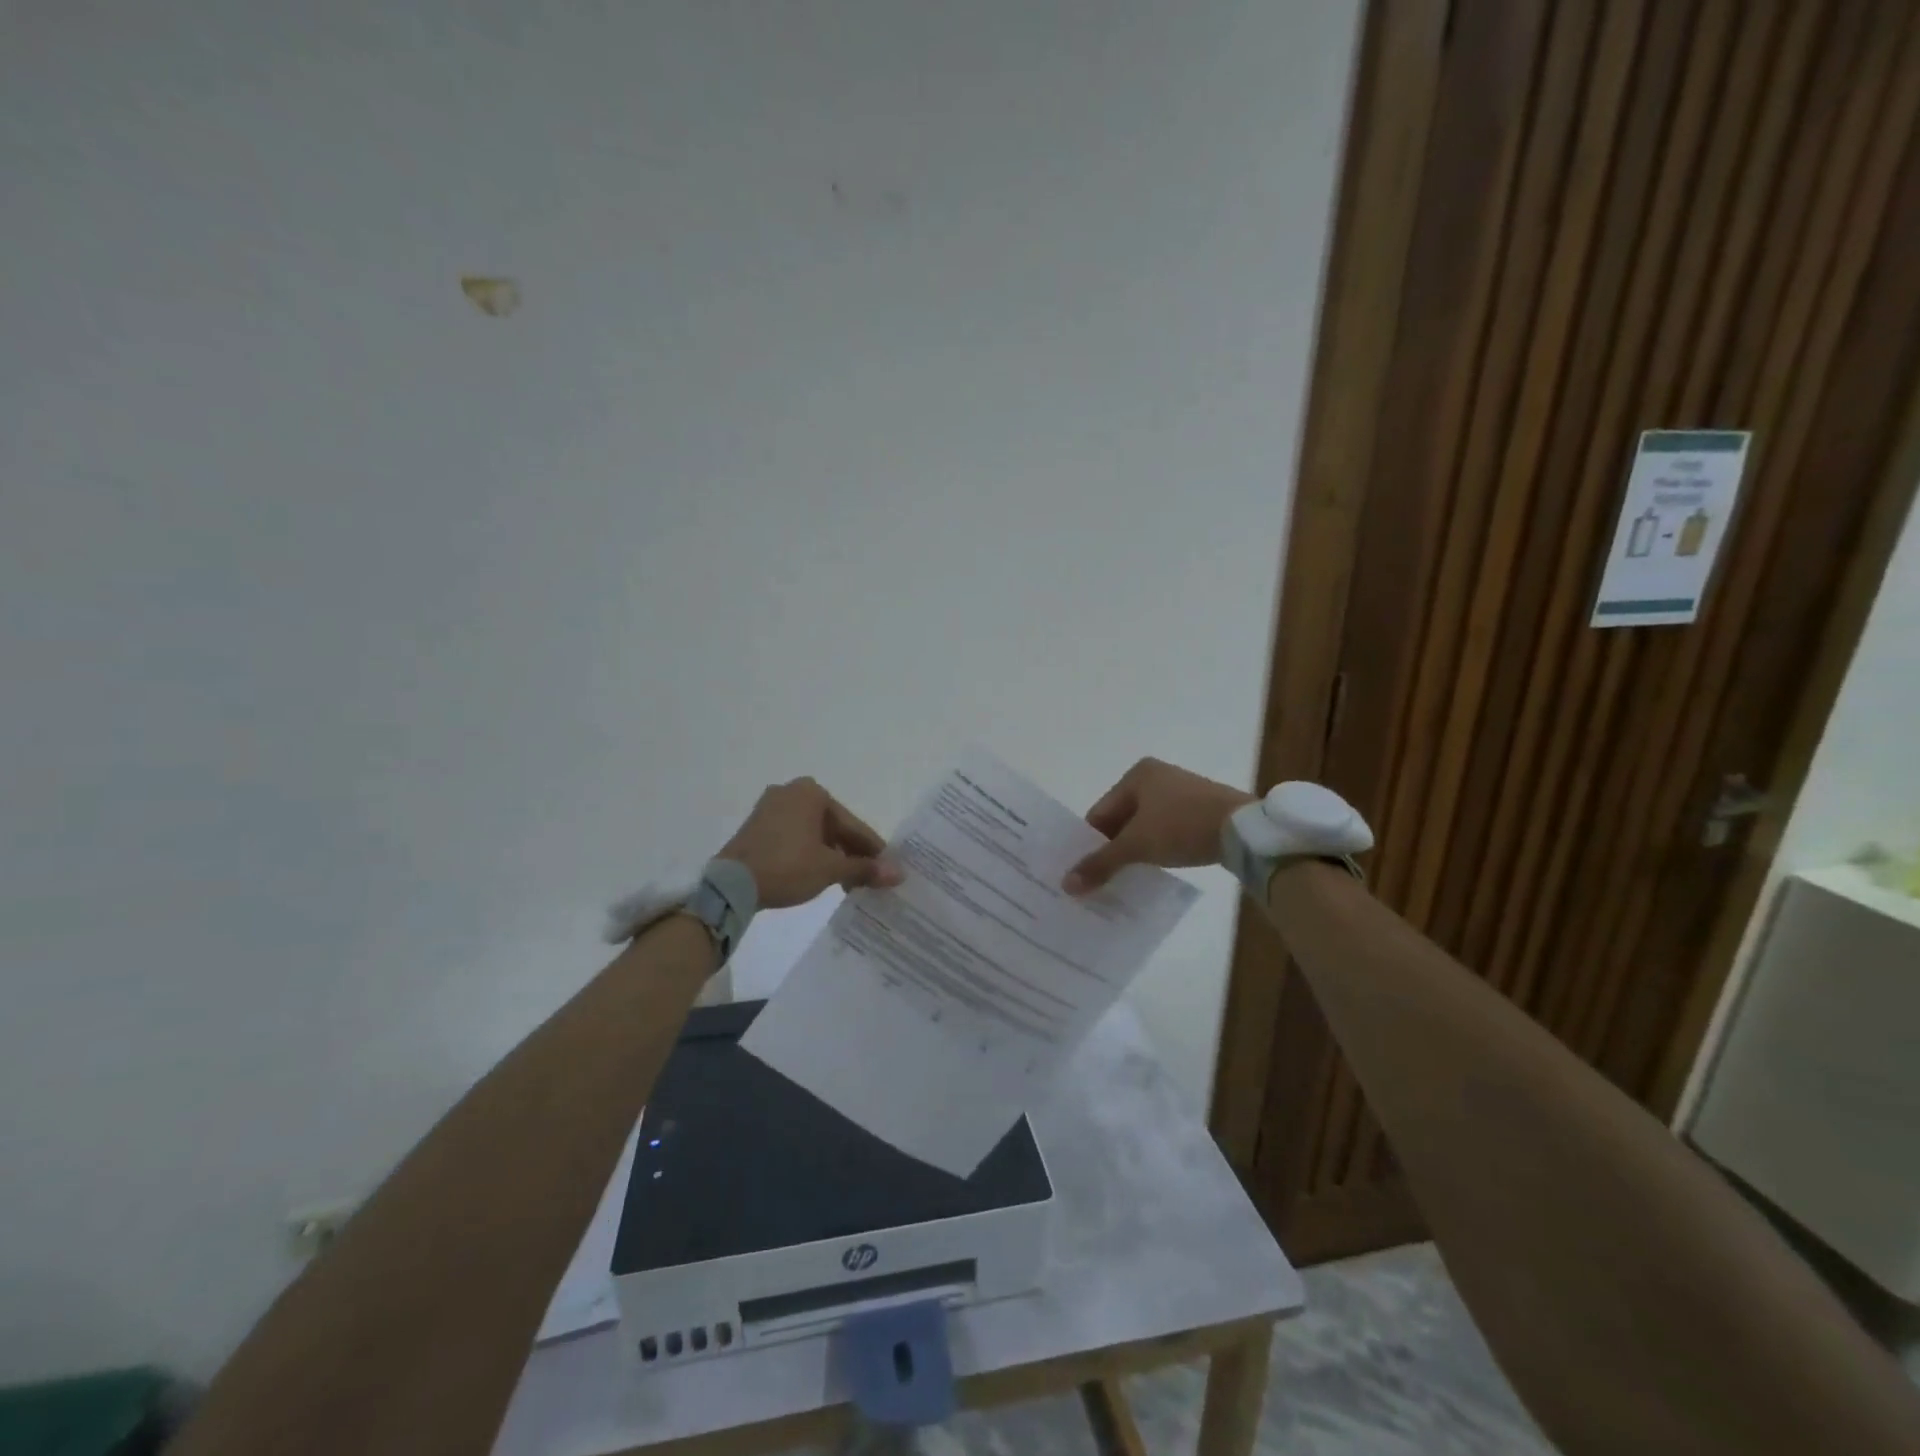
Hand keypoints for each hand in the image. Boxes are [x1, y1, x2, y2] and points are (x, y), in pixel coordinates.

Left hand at [719, 777, 902, 909]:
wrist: (730, 885)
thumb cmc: (787, 867)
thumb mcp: (831, 868)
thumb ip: (865, 868)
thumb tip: (899, 873)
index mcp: (812, 792)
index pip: (852, 824)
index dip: (872, 850)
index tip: (887, 869)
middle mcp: (790, 792)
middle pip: (833, 826)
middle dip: (851, 853)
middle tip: (867, 880)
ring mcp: (770, 808)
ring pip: (813, 833)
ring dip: (831, 856)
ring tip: (846, 883)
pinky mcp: (756, 827)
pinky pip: (794, 837)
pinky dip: (810, 854)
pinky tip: (819, 874)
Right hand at [1063, 757, 1254, 893]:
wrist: (1244, 830)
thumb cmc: (1182, 826)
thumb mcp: (1137, 846)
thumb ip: (1100, 863)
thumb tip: (1066, 885)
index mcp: (1137, 774)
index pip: (1100, 813)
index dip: (1090, 843)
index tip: (1085, 873)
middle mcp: (1157, 776)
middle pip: (1121, 819)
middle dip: (1112, 849)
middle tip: (1101, 880)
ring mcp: (1181, 792)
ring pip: (1144, 826)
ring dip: (1135, 851)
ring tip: (1126, 879)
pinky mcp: (1200, 809)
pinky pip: (1166, 829)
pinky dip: (1157, 848)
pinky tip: (1155, 869)